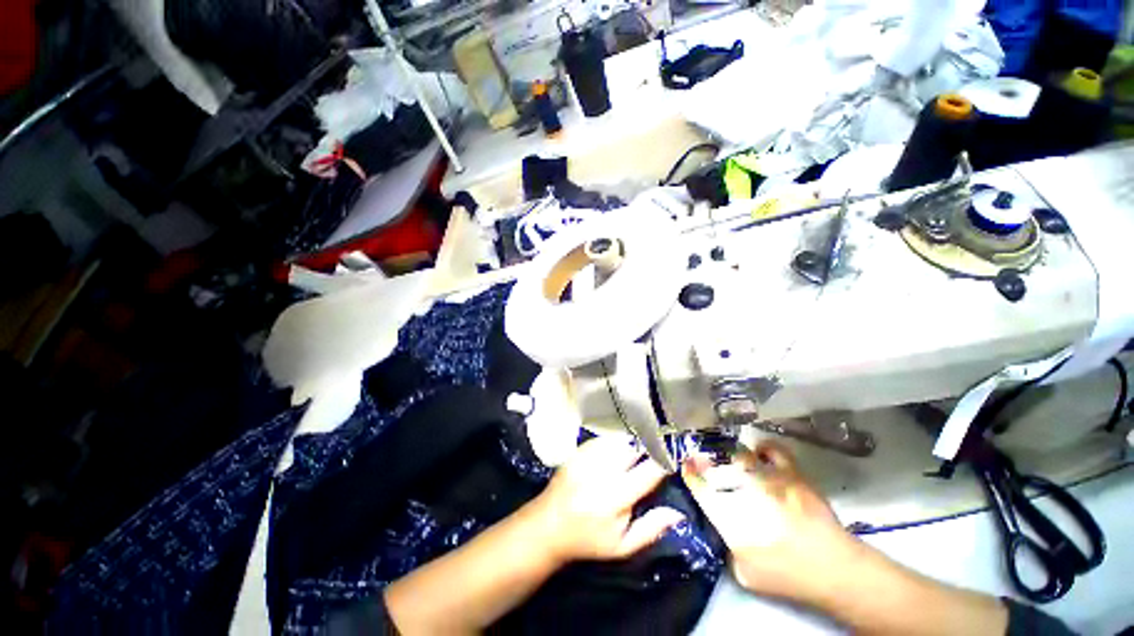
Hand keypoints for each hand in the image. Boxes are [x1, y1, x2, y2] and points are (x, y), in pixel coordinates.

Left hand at [531, 436, 685, 563]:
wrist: (549, 524)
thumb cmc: (588, 539)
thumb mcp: (622, 546)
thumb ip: (650, 529)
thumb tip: (678, 513)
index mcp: (615, 497)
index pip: (648, 471)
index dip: (663, 462)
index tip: (673, 458)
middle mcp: (602, 471)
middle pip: (634, 448)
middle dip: (648, 449)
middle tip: (656, 453)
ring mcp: (588, 457)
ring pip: (620, 440)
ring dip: (632, 445)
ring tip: (637, 453)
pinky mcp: (579, 451)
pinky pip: (604, 439)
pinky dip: (616, 443)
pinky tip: (618, 452)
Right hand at [681, 440, 859, 602]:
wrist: (834, 568)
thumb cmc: (788, 575)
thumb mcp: (746, 574)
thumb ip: (728, 549)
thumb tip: (722, 528)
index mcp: (730, 516)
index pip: (700, 487)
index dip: (690, 474)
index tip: (686, 465)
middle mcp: (745, 490)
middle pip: (717, 466)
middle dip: (707, 461)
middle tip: (707, 462)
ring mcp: (769, 478)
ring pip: (741, 455)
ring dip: (733, 458)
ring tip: (734, 462)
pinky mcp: (791, 473)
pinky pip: (772, 450)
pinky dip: (763, 449)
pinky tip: (761, 455)